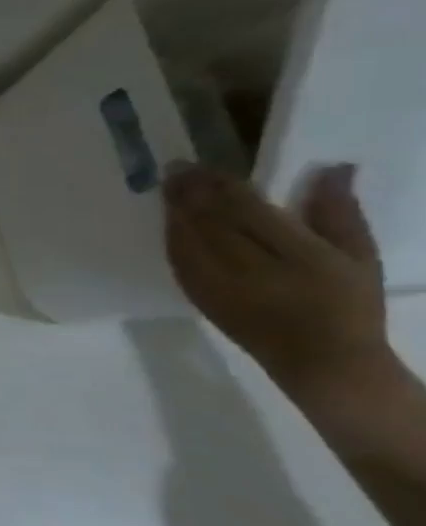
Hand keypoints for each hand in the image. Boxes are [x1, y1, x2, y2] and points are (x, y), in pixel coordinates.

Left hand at [163, 162, 388, 393]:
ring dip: (175, 211)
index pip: (247, 211)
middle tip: (176, 167)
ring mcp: (217, 284)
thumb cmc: (346, 304)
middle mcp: (248, 268)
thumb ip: (337, 212)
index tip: (207, 166)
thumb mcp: (357, 256)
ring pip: (187, 238)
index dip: (222, 186)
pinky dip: (172, 237)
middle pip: (210, 222)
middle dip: (189, 192)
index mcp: (295, 255)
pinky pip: (178, 260)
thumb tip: (334, 168)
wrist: (319, 360)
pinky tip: (170, 220)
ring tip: (168, 185)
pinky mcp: (200, 297)